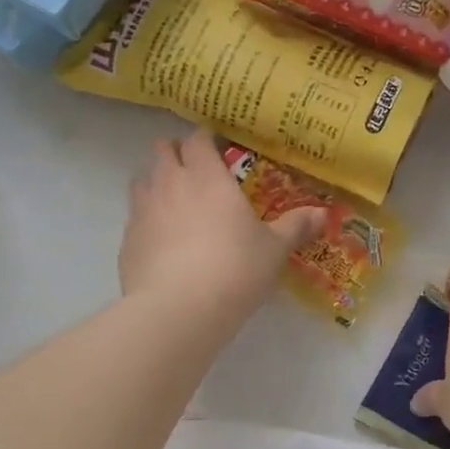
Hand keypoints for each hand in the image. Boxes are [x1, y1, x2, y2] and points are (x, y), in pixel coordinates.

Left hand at [120, 129, 325, 320]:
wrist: (178, 310)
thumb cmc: (234, 269)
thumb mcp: (273, 249)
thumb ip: (295, 226)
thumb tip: (323, 213)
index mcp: (206, 176)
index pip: (198, 138)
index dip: (206, 139)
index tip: (218, 147)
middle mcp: (170, 183)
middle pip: (162, 150)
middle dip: (176, 153)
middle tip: (195, 171)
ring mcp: (142, 210)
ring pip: (142, 180)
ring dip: (156, 183)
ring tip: (175, 203)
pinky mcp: (126, 240)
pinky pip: (135, 218)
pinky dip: (146, 220)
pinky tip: (162, 242)